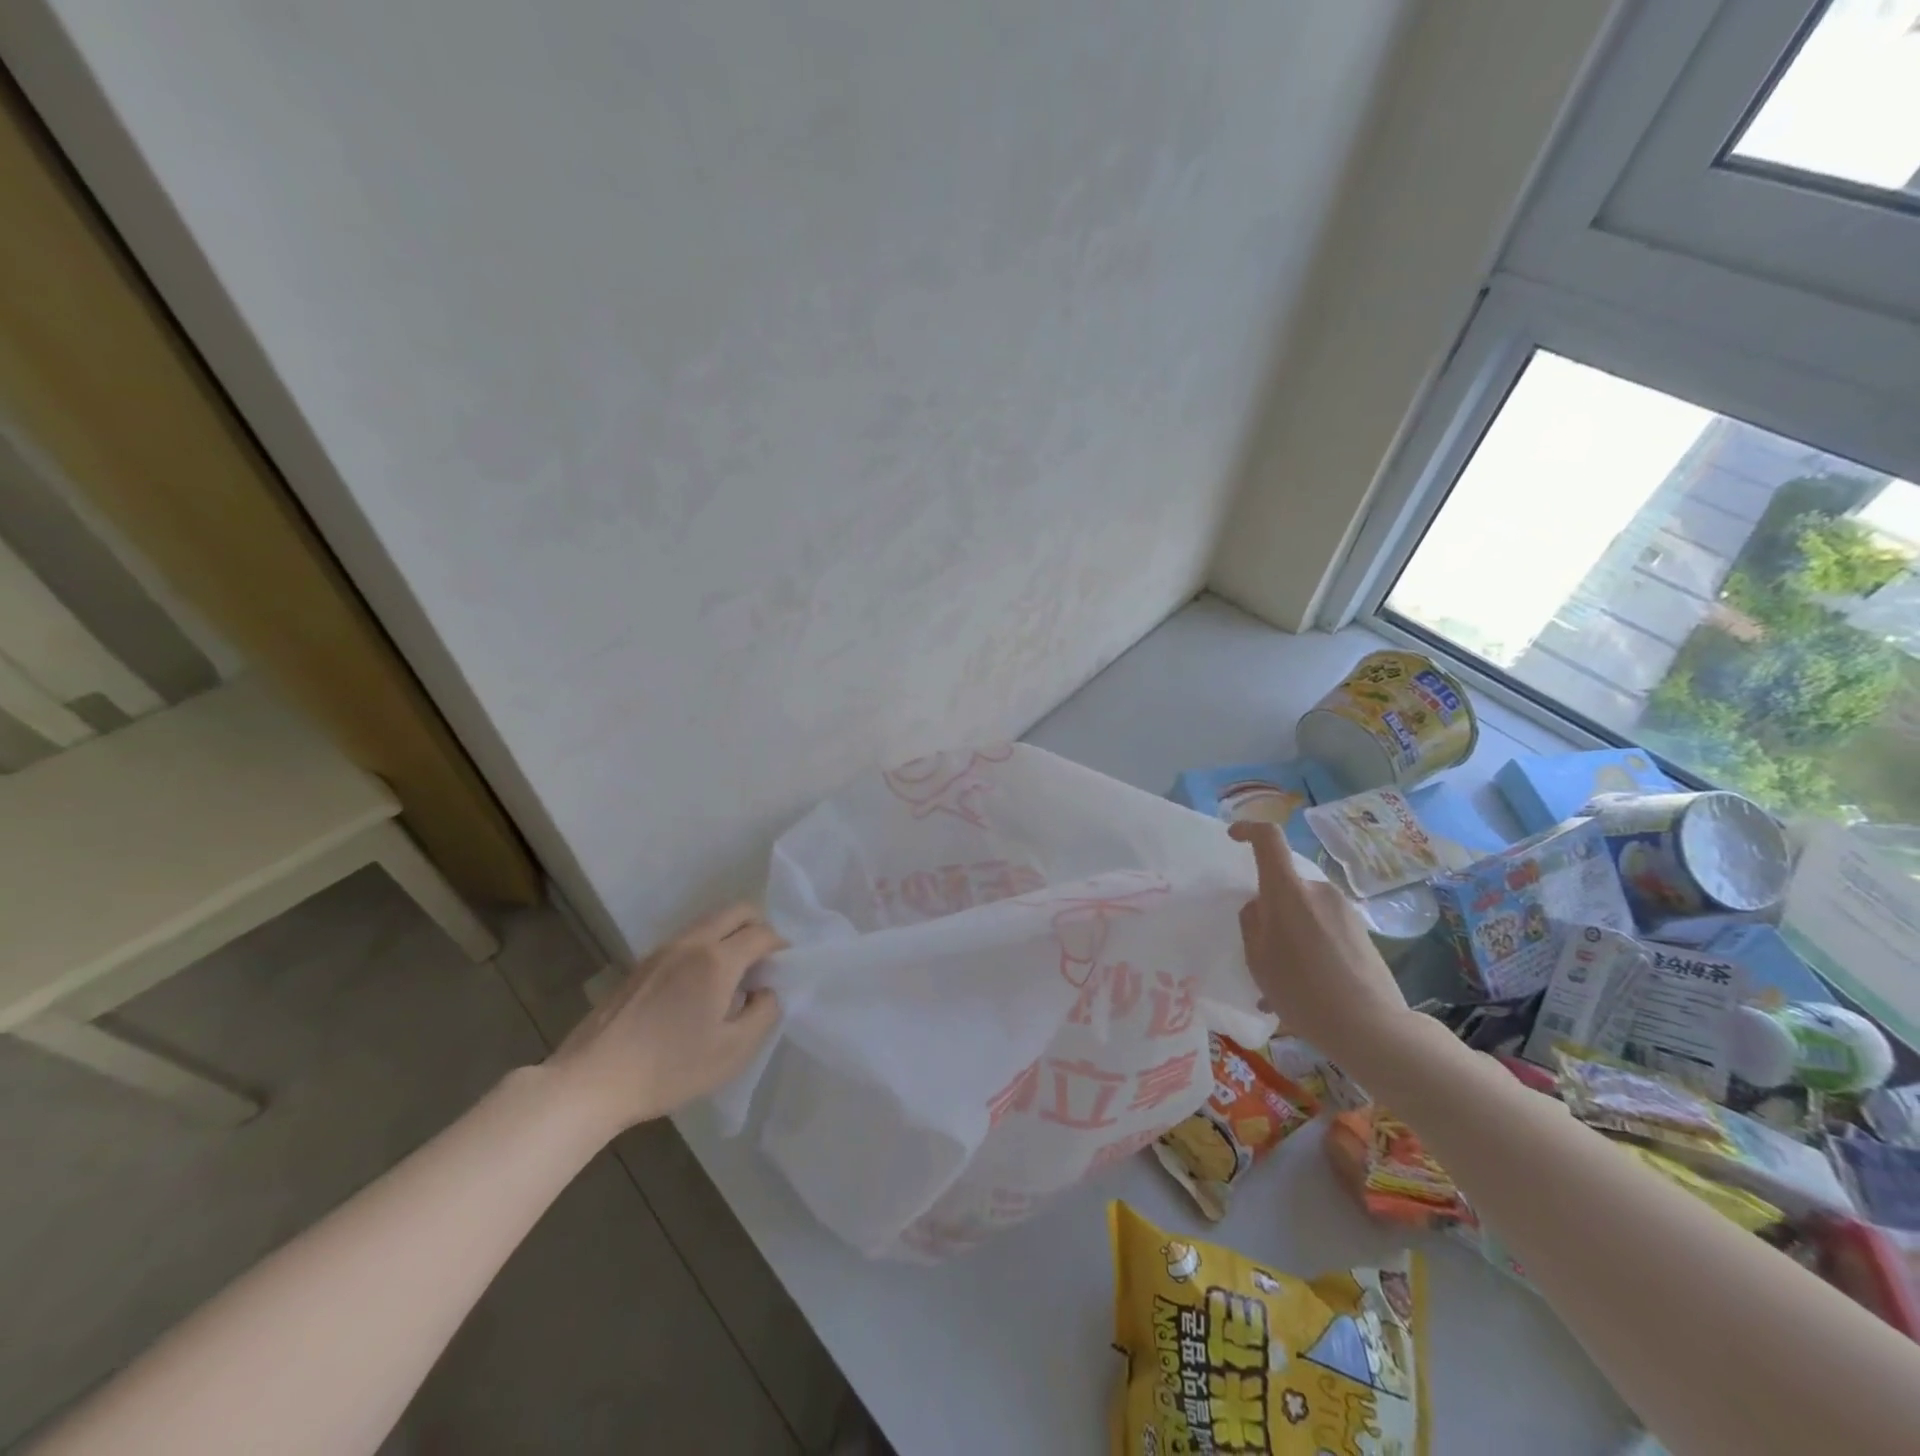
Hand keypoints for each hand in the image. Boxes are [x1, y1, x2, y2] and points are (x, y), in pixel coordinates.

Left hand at [547, 902, 782, 1136]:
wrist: (592, 1080)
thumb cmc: (670, 1068)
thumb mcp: (733, 1051)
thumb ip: (763, 1013)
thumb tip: (766, 991)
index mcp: (717, 960)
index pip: (762, 933)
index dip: (782, 946)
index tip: (787, 967)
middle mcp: (691, 943)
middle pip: (736, 911)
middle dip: (760, 927)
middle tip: (765, 962)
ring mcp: (662, 950)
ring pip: (710, 921)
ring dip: (731, 935)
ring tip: (735, 975)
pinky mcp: (642, 964)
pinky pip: (688, 939)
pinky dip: (707, 946)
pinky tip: (701, 986)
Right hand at [1230, 821, 1413, 1070]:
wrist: (1372, 1028)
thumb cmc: (1302, 991)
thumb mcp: (1258, 959)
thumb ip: (1252, 923)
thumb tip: (1260, 906)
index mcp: (1288, 891)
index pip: (1268, 839)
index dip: (1248, 830)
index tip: (1233, 837)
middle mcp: (1318, 890)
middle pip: (1285, 883)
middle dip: (1270, 906)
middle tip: (1261, 948)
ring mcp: (1344, 909)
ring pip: (1304, 908)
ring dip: (1291, 930)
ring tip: (1284, 976)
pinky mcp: (1361, 931)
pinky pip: (1324, 926)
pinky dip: (1310, 945)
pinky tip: (1309, 985)